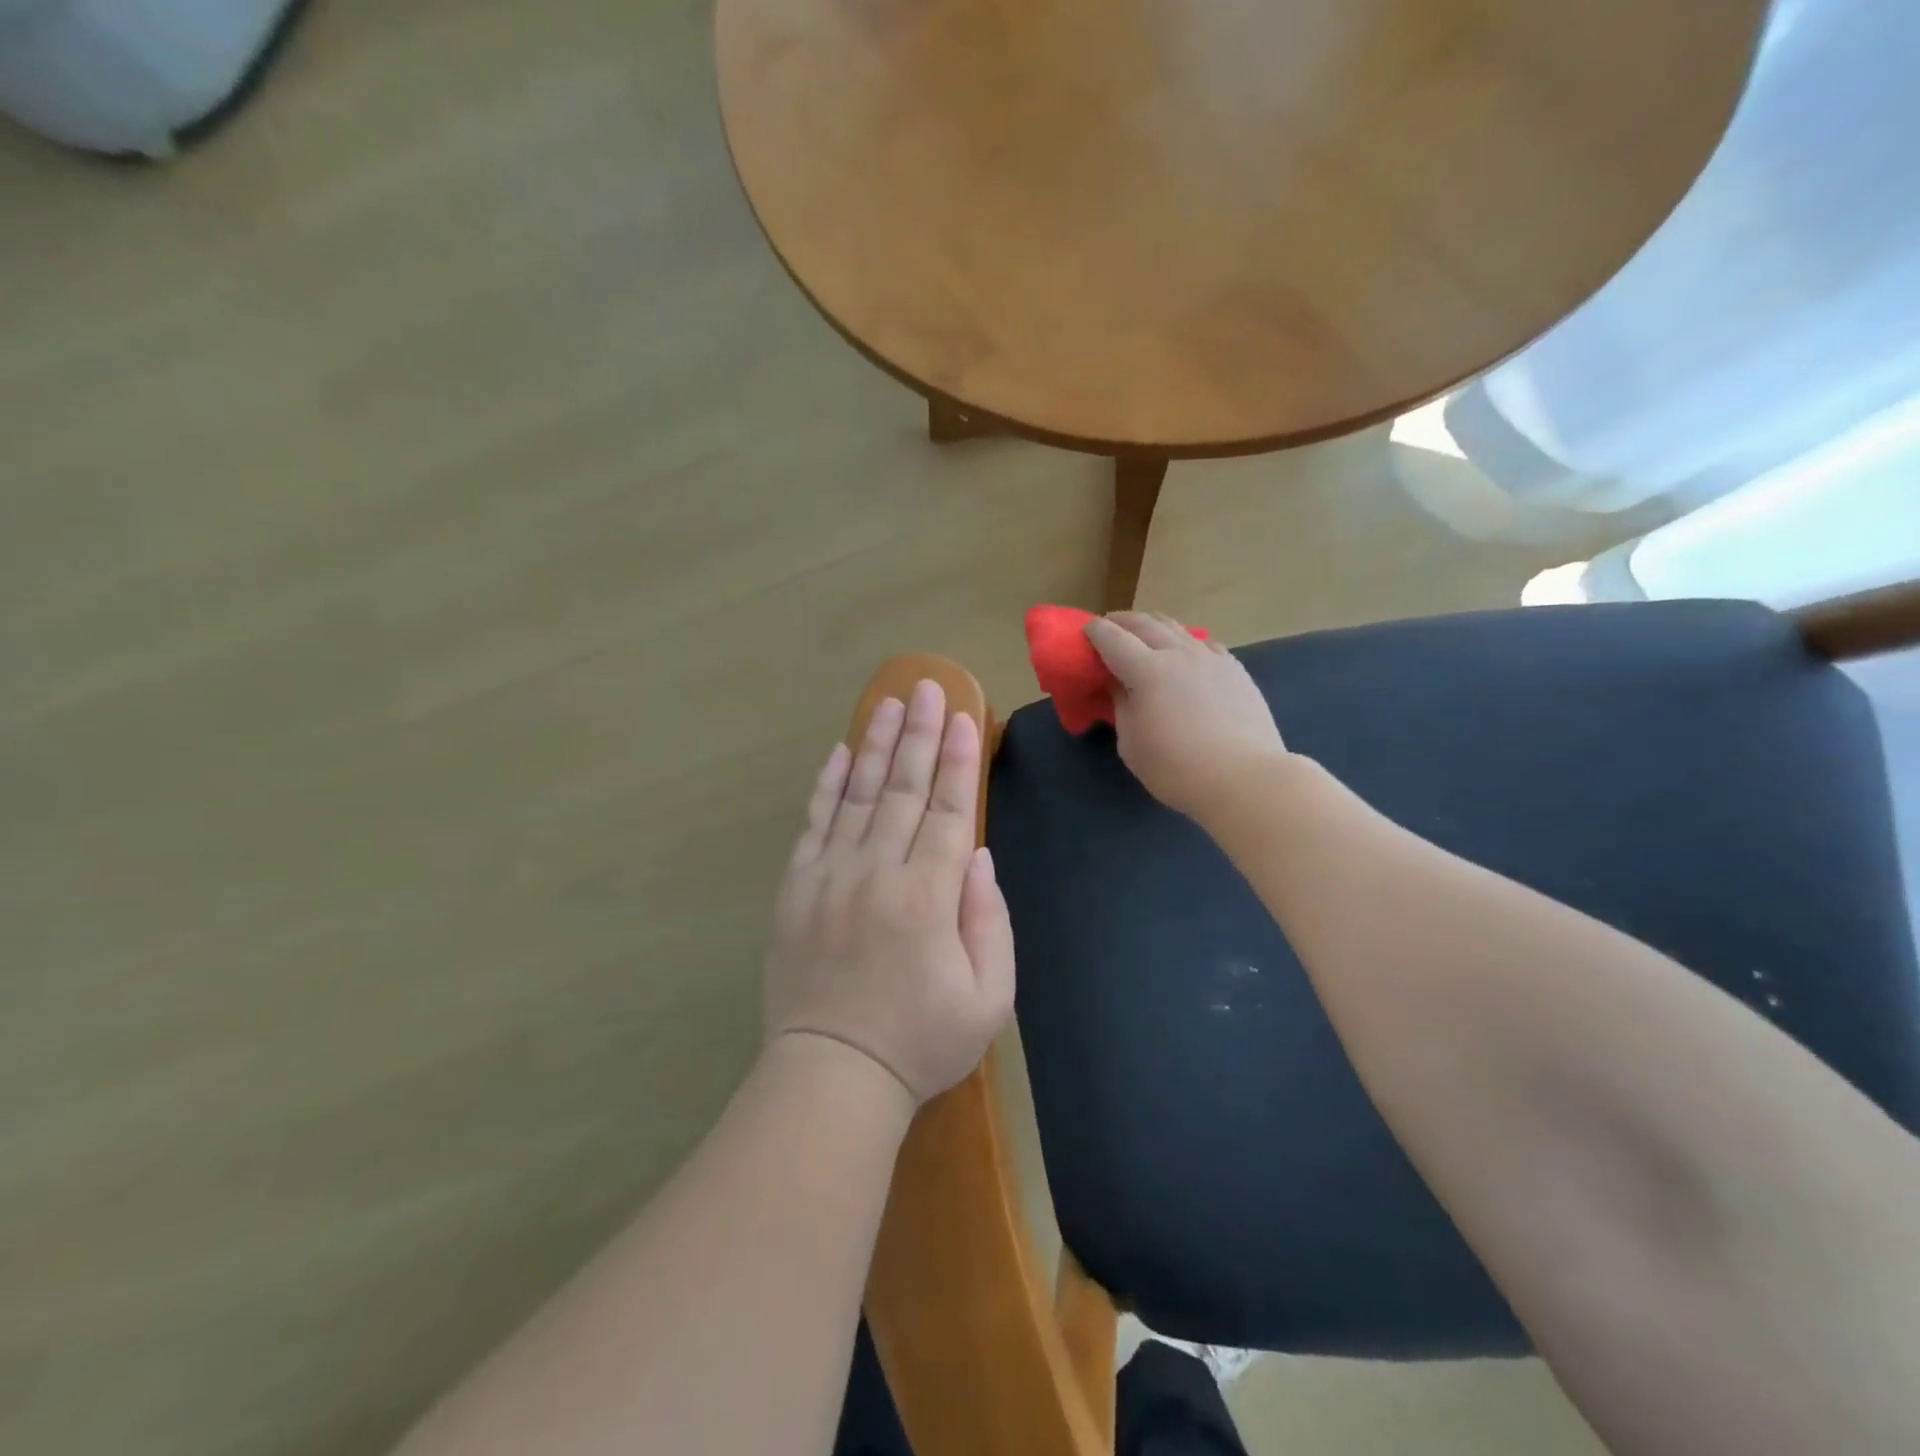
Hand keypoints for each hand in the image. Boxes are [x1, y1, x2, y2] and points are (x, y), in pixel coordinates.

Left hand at [764, 679, 1015, 1106]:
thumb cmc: (921, 1041)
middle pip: (905, 789)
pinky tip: (840, 755)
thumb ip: (990, 920)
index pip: (949, 810)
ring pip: (859, 795)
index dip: (959, 761)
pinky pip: (815, 824)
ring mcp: (831, 876)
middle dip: (921, 734)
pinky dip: (828, 786)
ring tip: (889, 703)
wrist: (832, 1074)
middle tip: (928, 686)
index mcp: (929, 897)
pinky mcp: (797, 888)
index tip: (964, 717)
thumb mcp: (988, 997)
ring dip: (877, 745)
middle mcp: (878, 872)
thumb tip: (976, 856)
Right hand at [1084, 611, 1287, 818]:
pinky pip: (1203, 643)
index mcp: (1146, 670)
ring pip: (1176, 627)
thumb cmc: (1176, 768)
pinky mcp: (1235, 669)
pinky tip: (1185, 653)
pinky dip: (1185, 641)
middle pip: (1144, 623)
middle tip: (1109, 628)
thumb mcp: (1131, 744)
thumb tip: (1119, 686)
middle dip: (1121, 621)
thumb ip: (1121, 707)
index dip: (1094, 632)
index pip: (1112, 638)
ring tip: (1144, 634)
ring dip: (1153, 626)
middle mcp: (1178, 653)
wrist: (1245, 778)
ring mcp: (1210, 658)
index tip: (1084, 633)